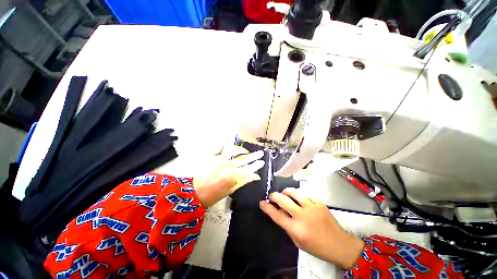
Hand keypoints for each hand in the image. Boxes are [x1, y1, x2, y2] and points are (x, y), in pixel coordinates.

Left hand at [193, 146, 264, 207]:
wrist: (194, 193)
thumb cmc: (213, 195)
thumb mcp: (231, 190)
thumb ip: (244, 181)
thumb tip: (256, 176)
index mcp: (234, 176)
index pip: (249, 168)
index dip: (256, 165)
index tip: (262, 162)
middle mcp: (229, 166)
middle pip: (244, 159)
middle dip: (254, 156)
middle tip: (260, 153)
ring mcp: (221, 159)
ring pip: (235, 151)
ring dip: (242, 150)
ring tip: (246, 151)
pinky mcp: (213, 157)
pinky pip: (222, 148)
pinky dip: (227, 143)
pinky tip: (231, 138)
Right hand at [259, 188, 363, 268]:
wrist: (340, 245)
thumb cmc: (317, 247)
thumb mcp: (298, 242)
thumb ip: (288, 227)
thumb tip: (280, 212)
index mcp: (297, 229)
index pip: (277, 216)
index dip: (268, 208)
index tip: (262, 202)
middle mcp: (303, 216)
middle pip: (284, 201)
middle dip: (274, 196)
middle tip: (272, 196)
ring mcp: (312, 208)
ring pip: (294, 193)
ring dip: (286, 192)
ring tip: (284, 193)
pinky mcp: (319, 203)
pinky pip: (305, 195)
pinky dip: (299, 195)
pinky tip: (299, 198)